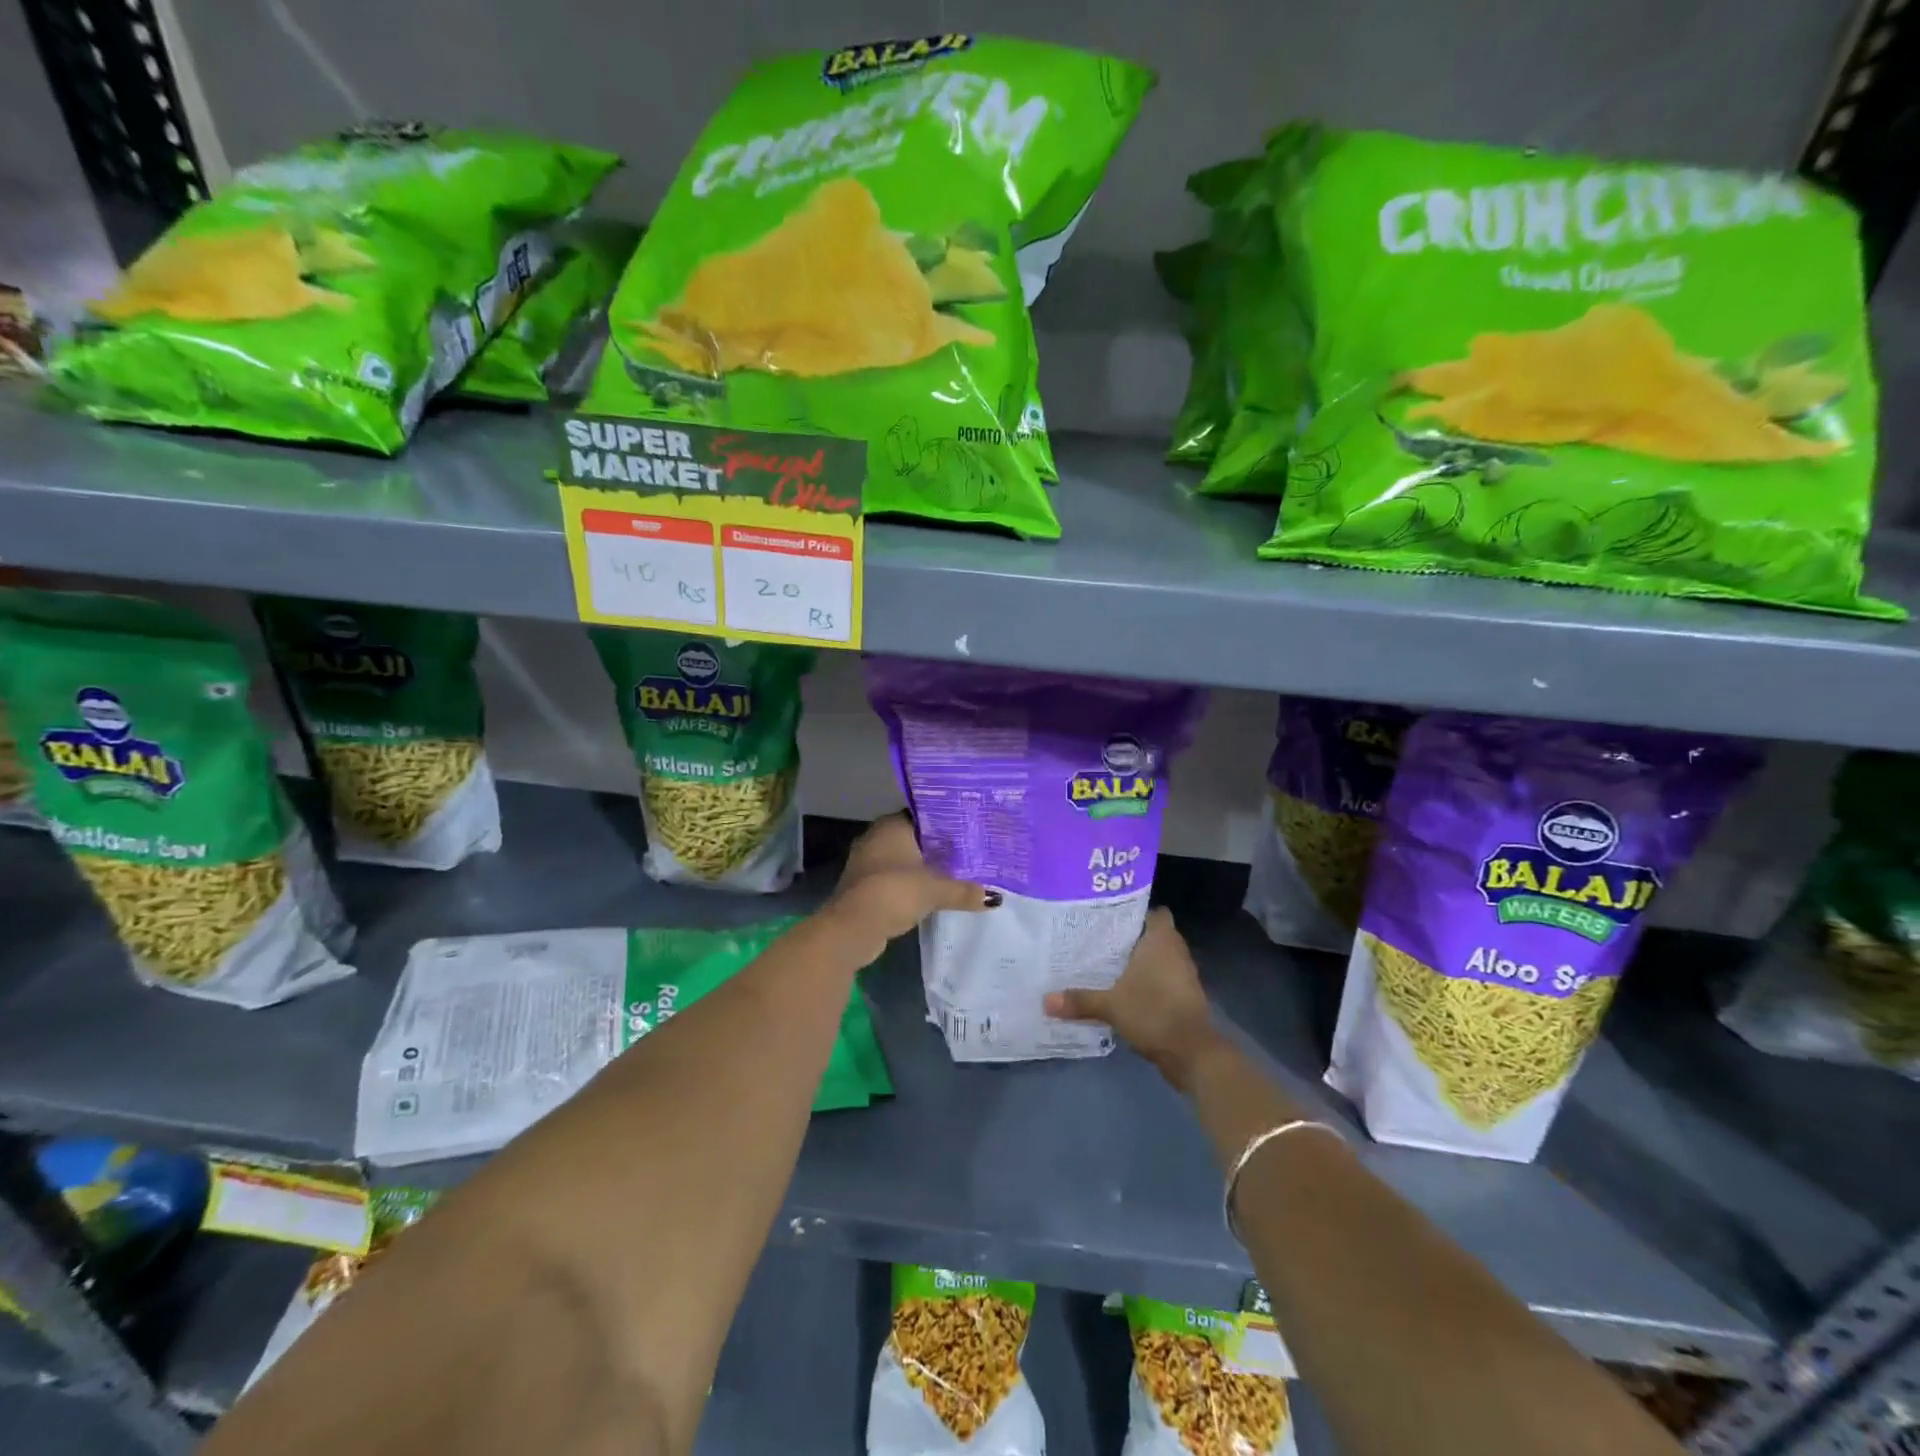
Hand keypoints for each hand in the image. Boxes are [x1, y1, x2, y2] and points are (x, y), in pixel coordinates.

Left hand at [826, 814, 994, 962]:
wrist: (853, 927)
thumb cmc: (894, 892)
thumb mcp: (936, 890)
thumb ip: (964, 890)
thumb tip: (994, 897)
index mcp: (892, 825)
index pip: (924, 815)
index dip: (947, 823)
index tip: (970, 831)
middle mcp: (876, 837)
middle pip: (915, 838)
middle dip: (939, 848)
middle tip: (970, 854)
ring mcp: (867, 862)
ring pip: (904, 860)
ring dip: (924, 868)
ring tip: (957, 874)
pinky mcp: (865, 886)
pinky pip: (895, 878)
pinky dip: (911, 885)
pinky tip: (932, 894)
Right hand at [1045, 908, 1223, 1090]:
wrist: (1192, 1052)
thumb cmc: (1154, 1012)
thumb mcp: (1111, 1005)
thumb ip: (1079, 1000)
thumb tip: (1045, 1000)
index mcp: (1161, 940)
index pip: (1154, 912)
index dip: (1136, 912)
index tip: (1111, 917)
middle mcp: (1176, 951)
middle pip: (1155, 934)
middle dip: (1132, 937)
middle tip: (1100, 938)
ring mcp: (1183, 975)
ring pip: (1160, 958)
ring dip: (1141, 961)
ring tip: (1108, 962)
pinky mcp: (1184, 996)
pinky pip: (1163, 978)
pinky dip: (1148, 981)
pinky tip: (1124, 989)